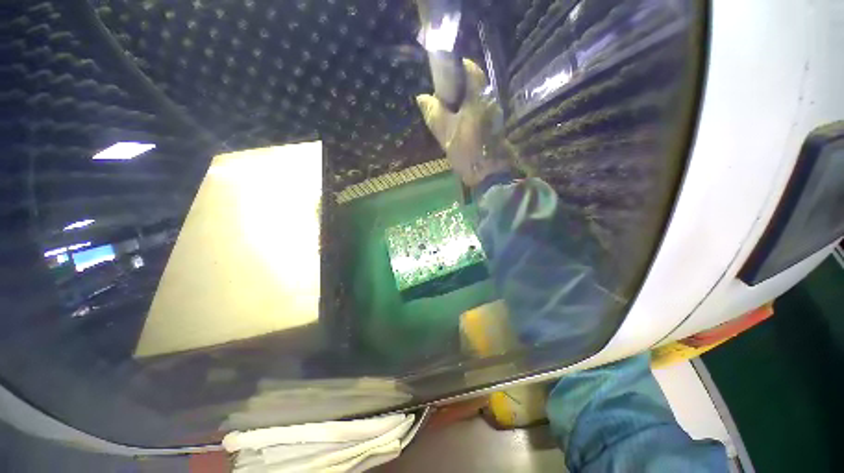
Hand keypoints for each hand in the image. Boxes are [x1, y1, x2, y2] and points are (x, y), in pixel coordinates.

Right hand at [416, 59, 512, 187]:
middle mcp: (490, 99)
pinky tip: (459, 125)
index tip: (441, 77)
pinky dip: (469, 112)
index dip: (455, 68)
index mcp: (478, 97)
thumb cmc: (467, 152)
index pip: (470, 68)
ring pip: (476, 98)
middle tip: (441, 99)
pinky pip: (480, 111)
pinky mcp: (495, 125)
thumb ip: (434, 113)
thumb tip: (422, 97)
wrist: (489, 175)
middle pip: (473, 83)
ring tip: (448, 114)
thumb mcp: (446, 133)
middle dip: (457, 87)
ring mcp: (494, 113)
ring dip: (462, 101)